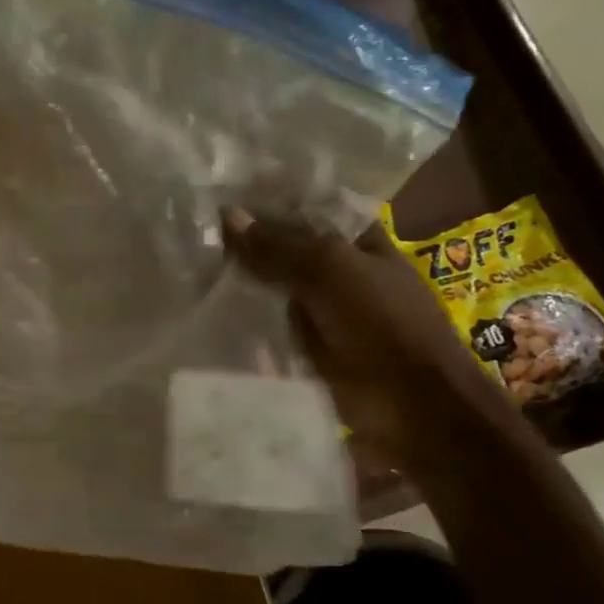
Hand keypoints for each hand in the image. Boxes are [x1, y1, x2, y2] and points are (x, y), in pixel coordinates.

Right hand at [222, 209, 521, 472]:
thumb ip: (279, 245)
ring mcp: (325, 314)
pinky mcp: (309, 351)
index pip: (308, 212)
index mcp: (360, 243)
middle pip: (288, 252)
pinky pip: (272, 329)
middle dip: (249, 245)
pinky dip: (247, 323)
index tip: (221, 196)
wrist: (412, 407)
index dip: (270, 204)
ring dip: (243, 285)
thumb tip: (228, 215)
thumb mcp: (330, 270)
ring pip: (276, 291)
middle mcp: (342, 274)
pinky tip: (207, 310)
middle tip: (195, 230)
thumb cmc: (382, 323)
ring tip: (191, 267)